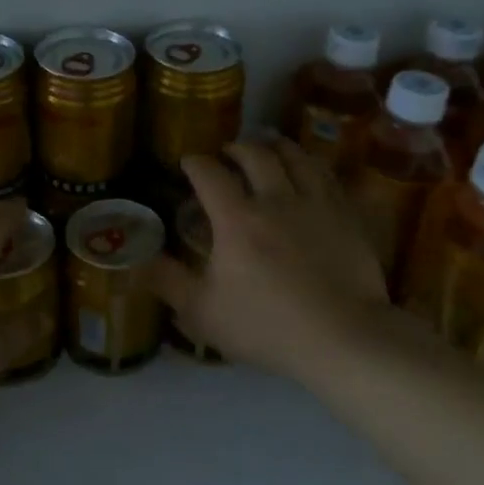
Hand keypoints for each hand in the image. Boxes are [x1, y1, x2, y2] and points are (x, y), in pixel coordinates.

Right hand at [152, 135, 391, 383]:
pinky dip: (311, 165)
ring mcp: (315, 203)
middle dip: (236, 148)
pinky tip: (308, 171)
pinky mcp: (346, 214)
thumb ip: (168, 282)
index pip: (210, 174)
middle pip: (255, 154)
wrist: (343, 337)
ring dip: (276, 147)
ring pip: (295, 156)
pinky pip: (326, 175)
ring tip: (269, 148)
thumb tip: (137, 260)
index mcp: (236, 219)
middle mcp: (275, 199)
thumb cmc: (267, 327)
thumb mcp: (204, 312)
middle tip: (228, 153)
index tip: (188, 161)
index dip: (195, 162)